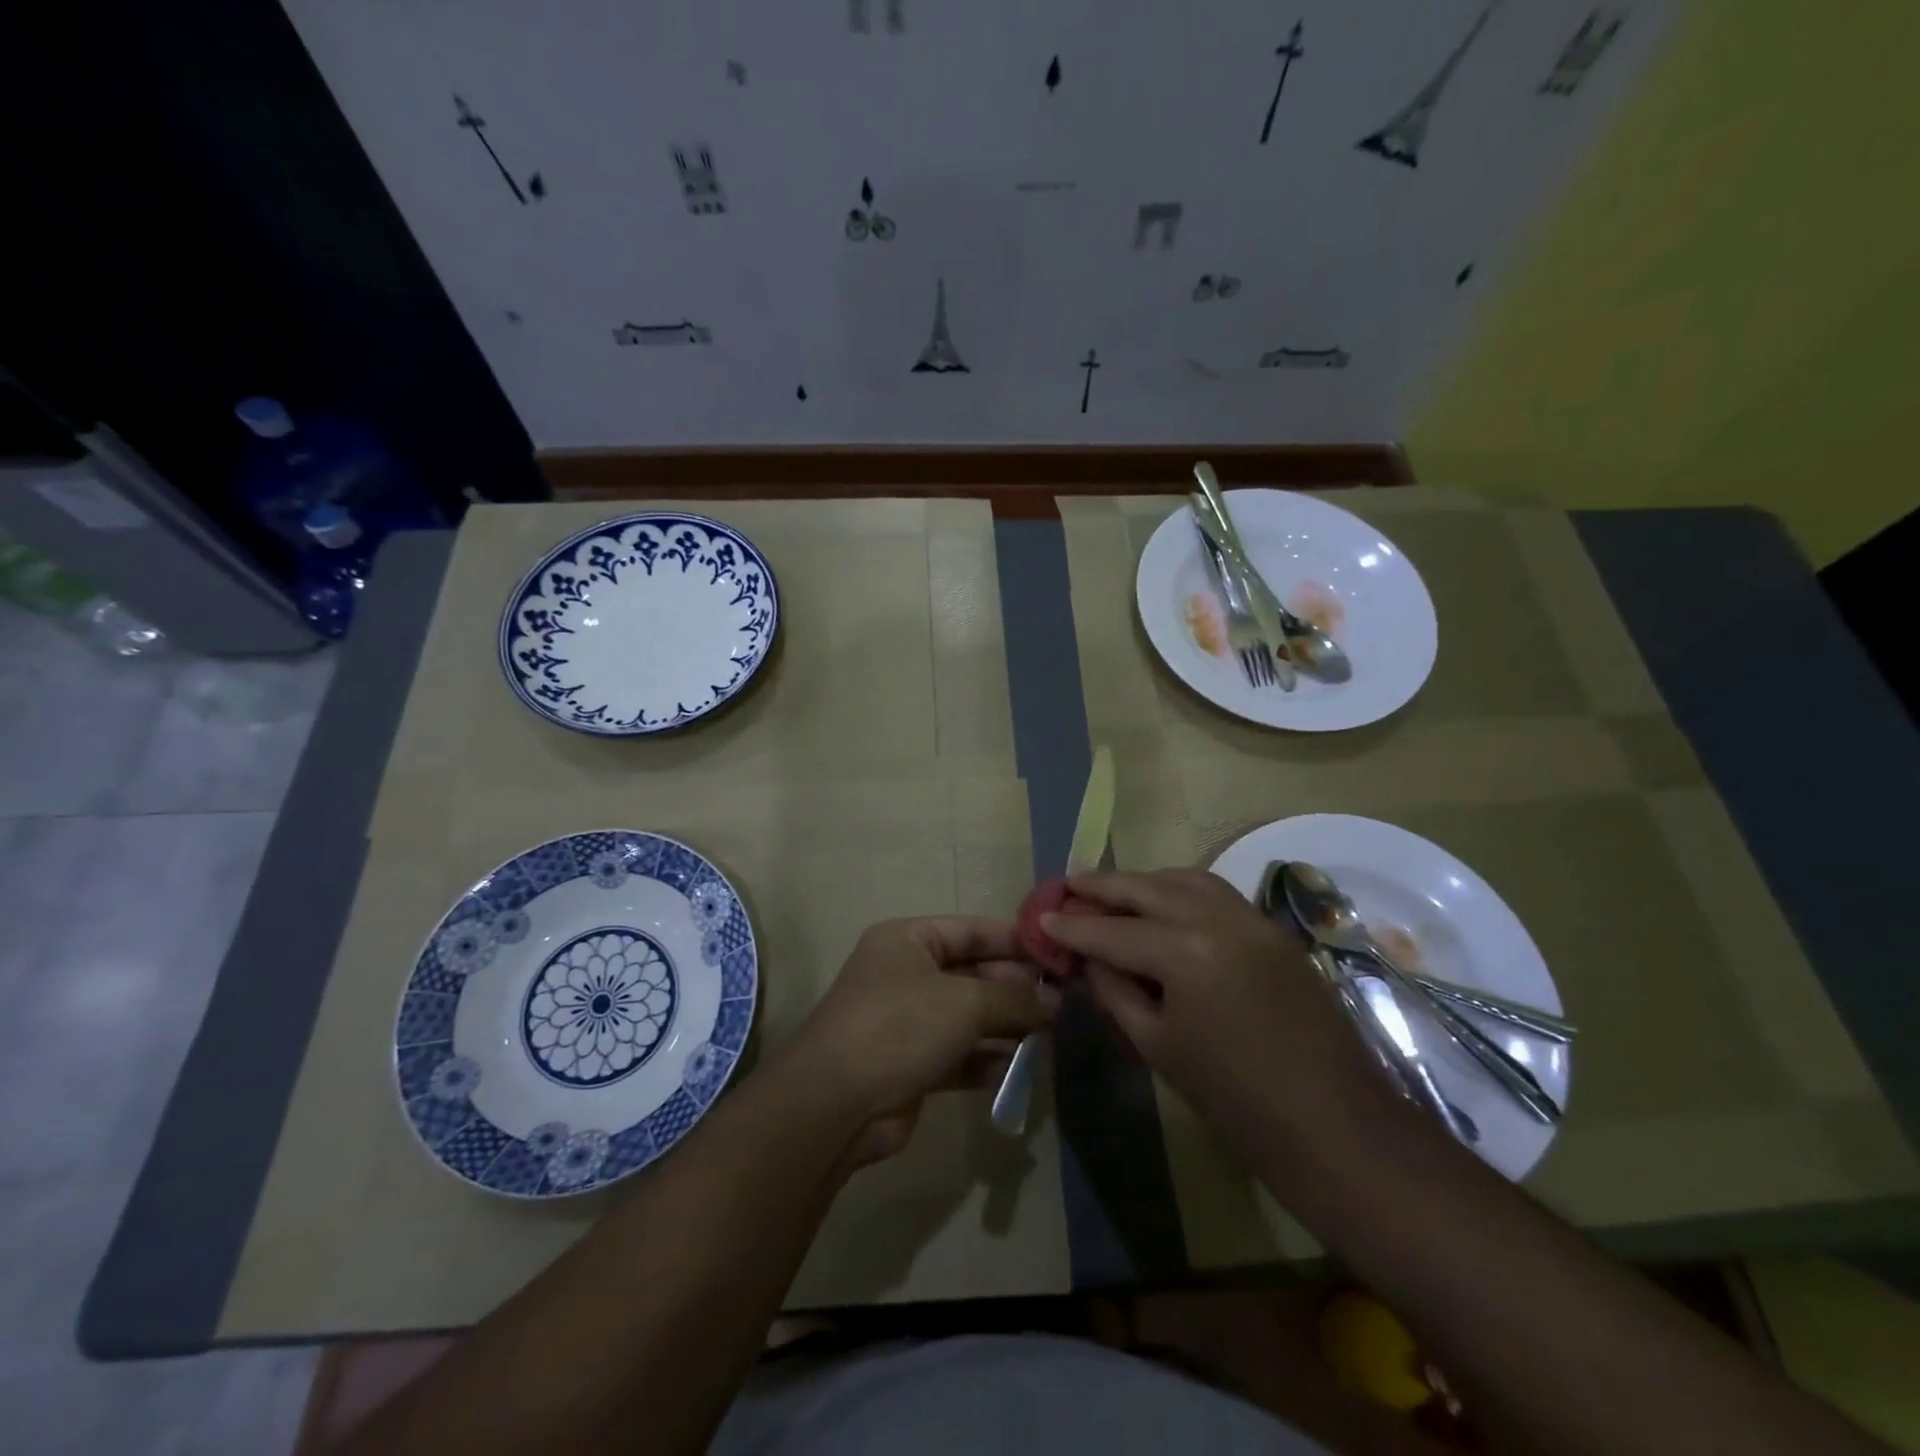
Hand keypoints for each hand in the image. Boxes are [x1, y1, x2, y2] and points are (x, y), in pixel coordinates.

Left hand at [779, 918, 1058, 1165]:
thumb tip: (1056, 1001)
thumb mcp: (964, 1002)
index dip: (1014, 940)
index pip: (971, 930)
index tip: (1057, 954)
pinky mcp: (912, 1065)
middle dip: (1016, 988)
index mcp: (908, 940)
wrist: (836, 1105)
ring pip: (969, 1017)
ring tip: (1053, 1033)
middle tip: (1064, 1001)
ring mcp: (908, 1021)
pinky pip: (960, 1054)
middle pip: (973, 973)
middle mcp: (906, 974)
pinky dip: (989, 1060)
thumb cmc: (900, 1027)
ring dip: (1007, 1026)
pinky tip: (1023, 1068)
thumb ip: (1014, 999)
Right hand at [1043, 869, 1383, 1157]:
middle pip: (1147, 888)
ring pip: (1184, 879)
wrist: (1335, 1127)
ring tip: (1112, 890)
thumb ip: (1115, 990)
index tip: (1041, 916)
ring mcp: (1252, 918)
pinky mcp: (1273, 929)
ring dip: (1144, 881)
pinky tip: (1164, 904)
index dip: (1072, 926)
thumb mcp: (1158, 1045)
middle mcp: (1218, 918)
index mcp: (1185, 951)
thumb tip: (1085, 958)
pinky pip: (1216, 893)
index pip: (1112, 930)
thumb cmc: (1235, 1100)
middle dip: (1102, 885)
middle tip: (1067, 884)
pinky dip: (1181, 889)